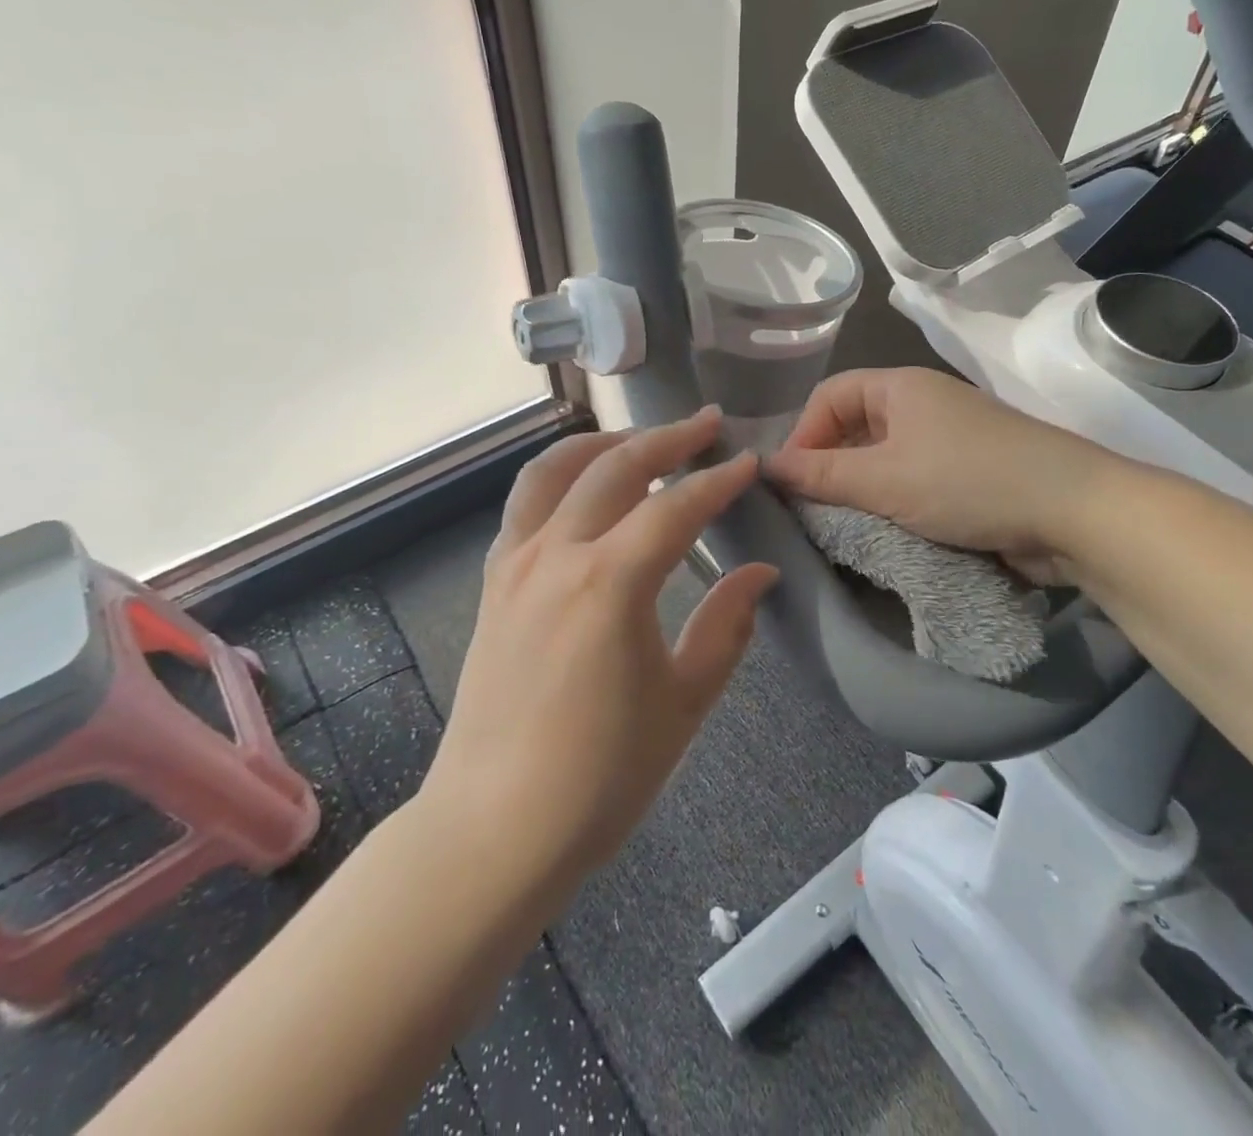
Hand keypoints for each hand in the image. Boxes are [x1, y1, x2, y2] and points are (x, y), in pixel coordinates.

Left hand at [432, 407, 776, 876]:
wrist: (494, 828)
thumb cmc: (601, 775)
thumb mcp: (684, 703)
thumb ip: (727, 627)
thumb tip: (760, 572)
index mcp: (610, 583)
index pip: (676, 507)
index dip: (718, 480)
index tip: (749, 461)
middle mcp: (556, 555)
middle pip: (614, 467)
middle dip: (666, 438)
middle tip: (706, 424)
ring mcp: (514, 564)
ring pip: (554, 470)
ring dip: (603, 443)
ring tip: (639, 438)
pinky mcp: (492, 582)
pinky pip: (523, 504)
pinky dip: (558, 477)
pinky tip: (581, 488)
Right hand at [766, 368, 1106, 582]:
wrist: (1074, 512)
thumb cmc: (967, 482)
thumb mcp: (884, 479)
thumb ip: (821, 474)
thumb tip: (766, 466)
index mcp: (900, 387)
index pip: (829, 397)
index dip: (803, 435)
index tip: (791, 484)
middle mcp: (923, 405)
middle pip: (855, 427)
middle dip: (829, 466)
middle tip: (812, 512)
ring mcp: (950, 440)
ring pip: (884, 459)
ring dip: (861, 491)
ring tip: (844, 527)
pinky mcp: (970, 475)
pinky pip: (914, 481)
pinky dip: (893, 503)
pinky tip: (885, 533)